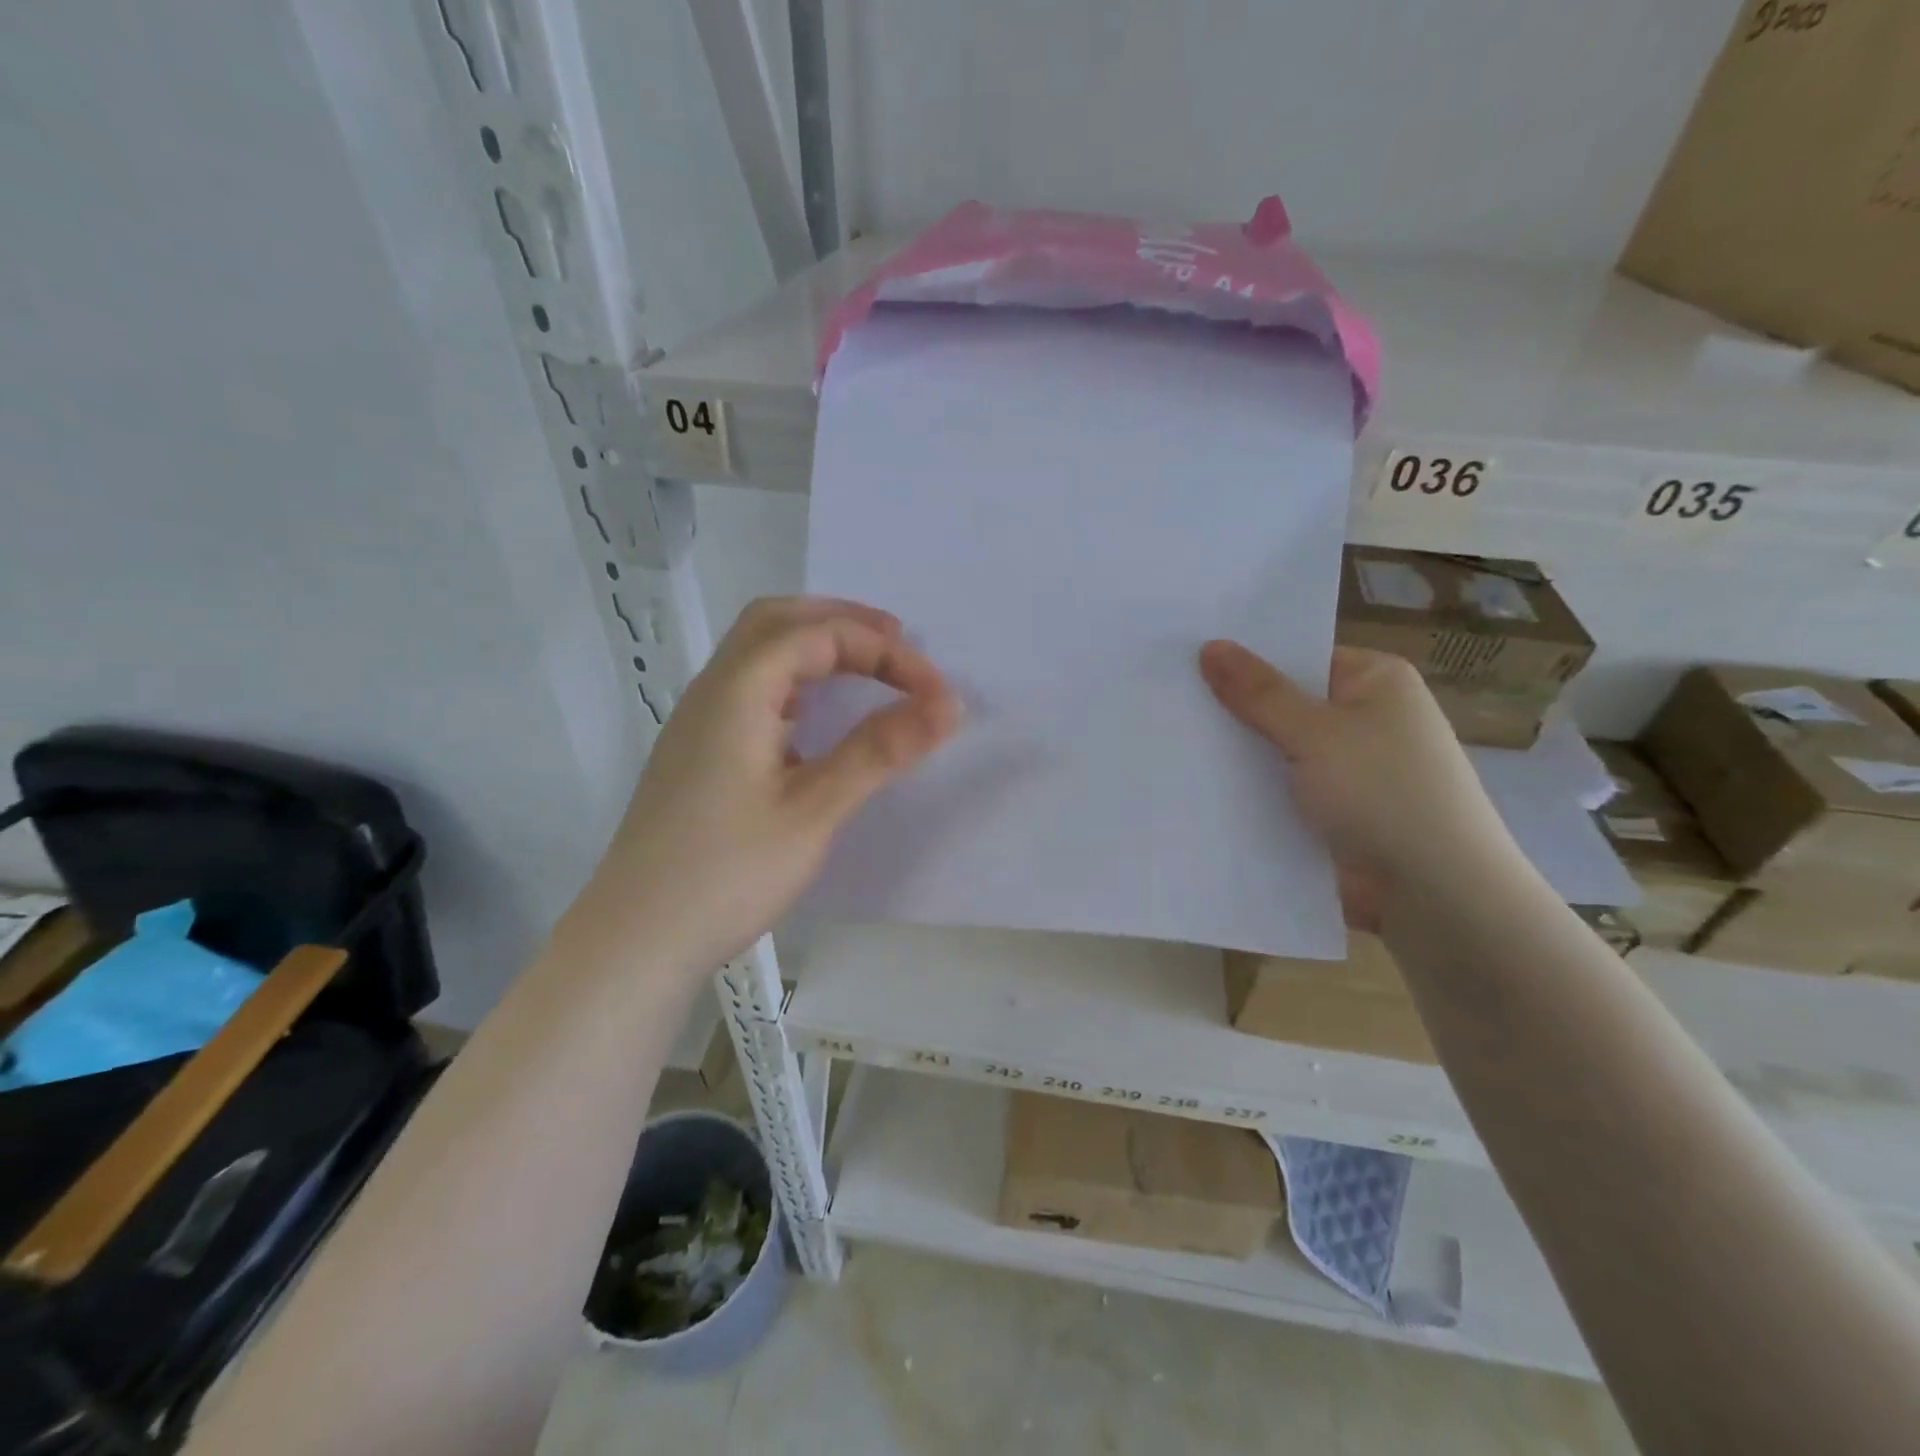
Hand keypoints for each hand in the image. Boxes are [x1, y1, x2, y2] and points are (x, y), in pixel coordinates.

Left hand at [577, 597, 959, 974]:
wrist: (634, 941)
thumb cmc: (726, 875)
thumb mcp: (813, 811)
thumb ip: (878, 751)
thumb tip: (947, 704)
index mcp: (738, 692)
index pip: (819, 635)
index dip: (885, 651)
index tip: (935, 692)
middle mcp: (711, 692)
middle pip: (776, 622)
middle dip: (841, 621)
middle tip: (897, 641)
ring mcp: (697, 723)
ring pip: (756, 653)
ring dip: (813, 646)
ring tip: (865, 668)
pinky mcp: (697, 754)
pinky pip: (748, 690)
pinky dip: (793, 680)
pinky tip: (815, 720)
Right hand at [1198, 640, 1518, 929]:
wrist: (1435, 896)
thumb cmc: (1384, 793)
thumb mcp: (1315, 733)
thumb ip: (1258, 692)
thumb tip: (1210, 645)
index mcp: (1376, 682)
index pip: (1300, 656)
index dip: (1246, 659)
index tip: (1187, 660)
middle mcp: (1366, 719)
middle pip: (1285, 704)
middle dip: (1234, 709)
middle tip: (1165, 700)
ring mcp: (1349, 770)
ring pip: (1279, 752)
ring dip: (1239, 755)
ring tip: (1167, 741)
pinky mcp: (1334, 814)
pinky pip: (1282, 791)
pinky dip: (1251, 792)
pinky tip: (1196, 787)